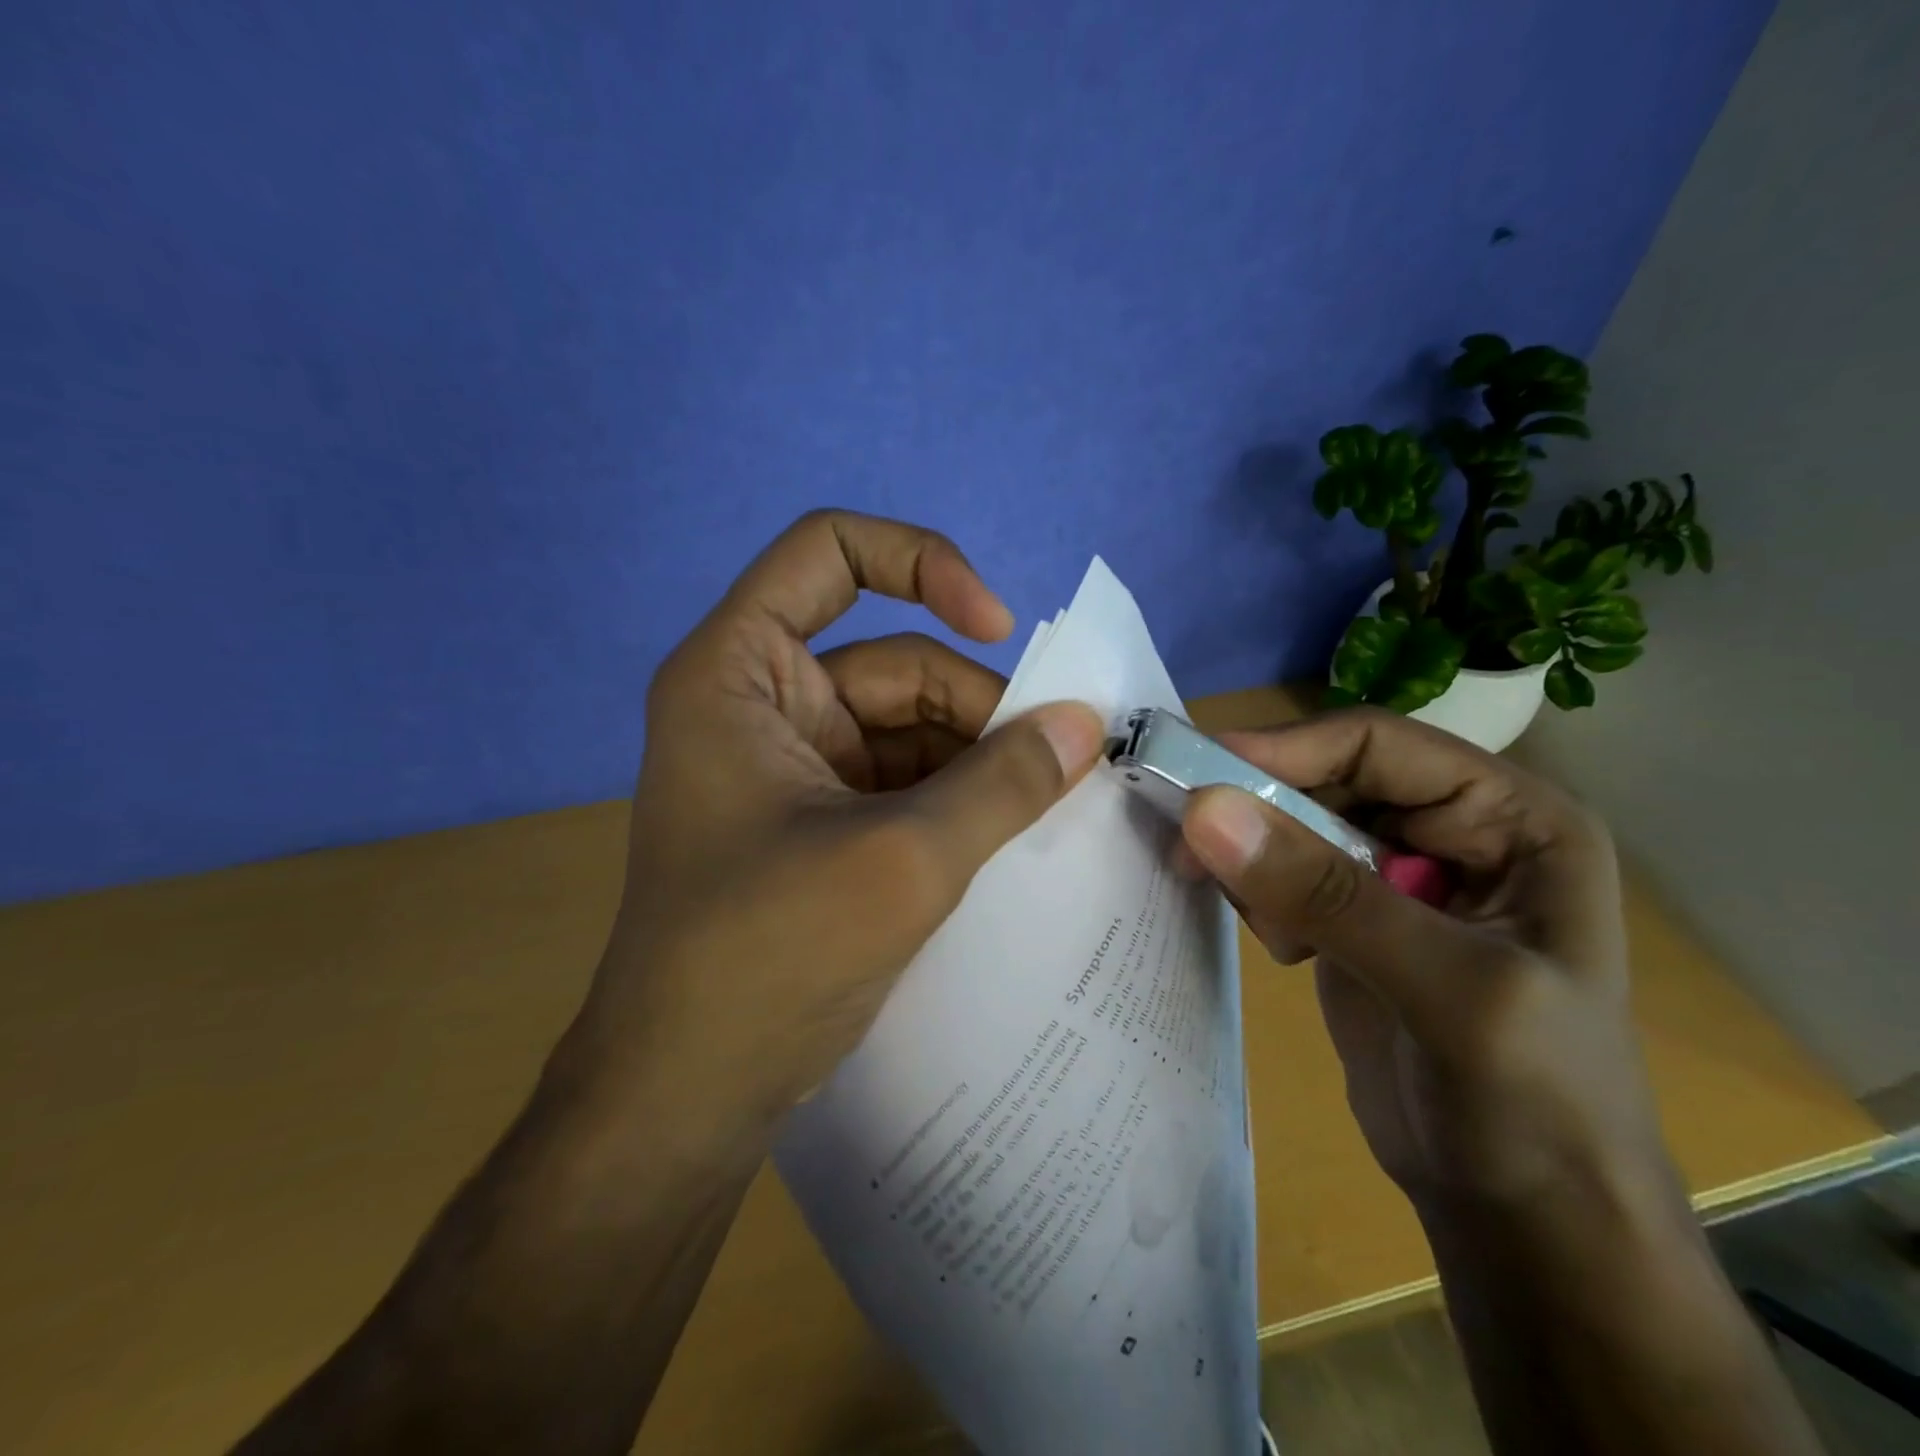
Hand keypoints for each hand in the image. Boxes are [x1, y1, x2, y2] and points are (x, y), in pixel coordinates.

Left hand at [568, 510, 1105, 1129]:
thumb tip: (1085, 723)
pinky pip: (905, 781)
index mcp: (740, 674)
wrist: (689, 1094)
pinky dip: (959, 798)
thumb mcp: (901, 859)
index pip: (828, 552)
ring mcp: (793, 766)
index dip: (921, 563)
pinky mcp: (820, 822)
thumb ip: (1001, 783)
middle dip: (979, 707)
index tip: (996, 626)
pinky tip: (1011, 832)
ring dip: (979, 758)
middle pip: (894, 660)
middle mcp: (763, 705)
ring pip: (910, 727)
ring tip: (1046, 804)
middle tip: (1060, 762)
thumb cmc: (767, 956)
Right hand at [1180, 709, 1676, 1218]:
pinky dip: (1260, 892)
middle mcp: (1456, 830)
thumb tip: (1202, 809)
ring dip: (1255, 854)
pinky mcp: (1354, 916)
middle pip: (1328, 777)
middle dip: (1259, 808)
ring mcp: (1400, 875)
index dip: (1287, 750)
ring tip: (1261, 922)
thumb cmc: (1531, 1104)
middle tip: (1188, 844)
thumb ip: (1324, 893)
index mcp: (1512, 818)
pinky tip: (1280, 946)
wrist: (1527, 1217)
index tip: (1197, 778)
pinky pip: (1285, 872)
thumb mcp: (1445, 988)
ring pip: (1296, 822)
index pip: (1378, 744)